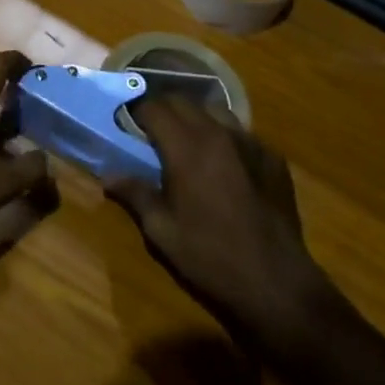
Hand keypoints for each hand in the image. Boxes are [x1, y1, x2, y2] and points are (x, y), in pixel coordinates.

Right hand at [107, 98, 328, 350]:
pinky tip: (224, 164)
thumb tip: (108, 175)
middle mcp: (218, 134)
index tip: (125, 123)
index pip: (153, 108)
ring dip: (195, 118)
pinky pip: (242, 134)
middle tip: (150, 131)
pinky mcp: (273, 158)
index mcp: (186, 148)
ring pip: (215, 111)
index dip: (135, 111)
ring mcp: (250, 143)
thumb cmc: (209, 257)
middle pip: (183, 101)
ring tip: (186, 141)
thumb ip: (135, 194)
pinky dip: (225, 138)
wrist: (275, 283)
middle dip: (162, 109)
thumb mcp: (161, 230)